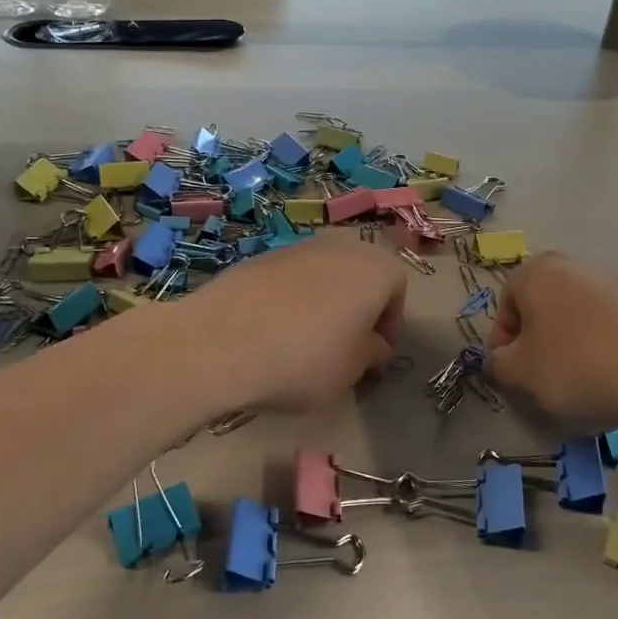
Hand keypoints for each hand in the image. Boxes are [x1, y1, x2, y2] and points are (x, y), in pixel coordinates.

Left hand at [174, 234, 405, 411]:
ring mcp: (298, 247)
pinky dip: (291, 299)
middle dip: (358, 307)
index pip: (397, 292)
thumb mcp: (351, 371)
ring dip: (324, 302)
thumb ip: (371, 354)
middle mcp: (341, 247)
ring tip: (305, 341)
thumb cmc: (304, 359)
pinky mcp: (261, 256)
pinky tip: (272, 331)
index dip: (389, 326)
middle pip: (361, 275)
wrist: (220, 341)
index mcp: (375, 269)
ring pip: (325, 274)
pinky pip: (291, 278)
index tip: (374, 356)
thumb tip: (373, 345)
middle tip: (344, 346)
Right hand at [484, 253, 617, 430]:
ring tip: (582, 385)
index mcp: (537, 271)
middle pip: (542, 310)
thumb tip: (500, 360)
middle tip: (544, 382)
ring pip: (575, 319)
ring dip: (570, 348)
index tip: (514, 377)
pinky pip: (609, 327)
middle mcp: (574, 265)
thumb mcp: (520, 374)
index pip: (505, 308)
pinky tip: (613, 379)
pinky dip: (603, 350)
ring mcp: (614, 281)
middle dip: (538, 345)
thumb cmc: (577, 367)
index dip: (503, 346)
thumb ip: (496, 365)